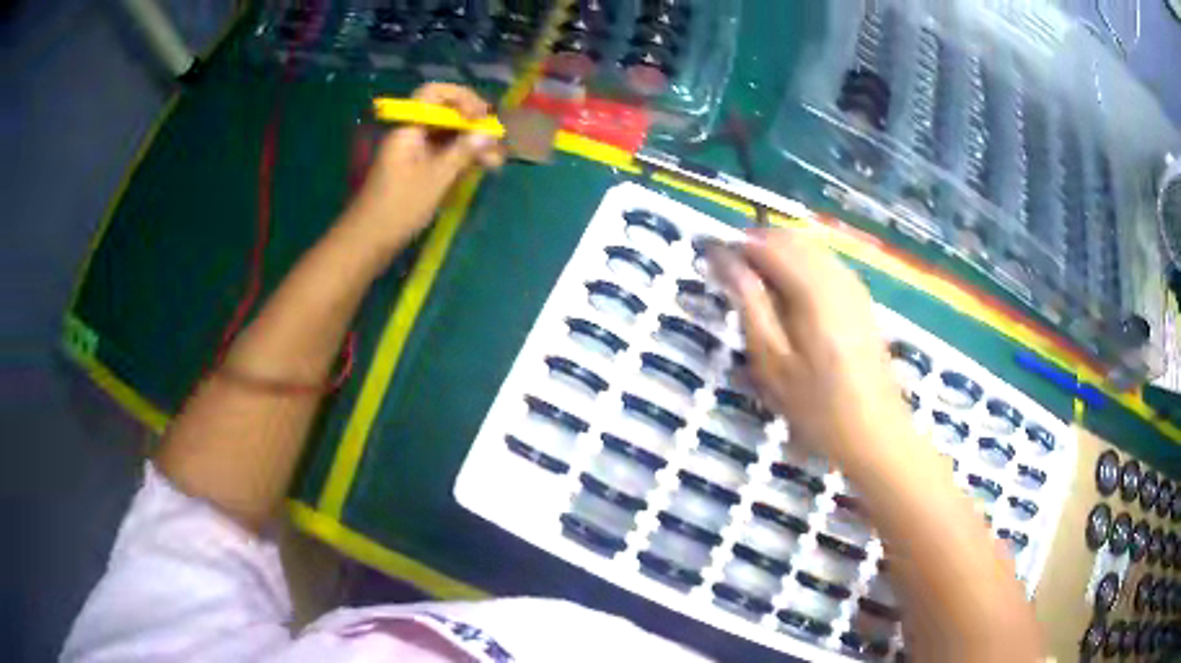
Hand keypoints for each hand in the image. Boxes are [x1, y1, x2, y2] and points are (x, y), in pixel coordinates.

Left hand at [343, 83, 505, 257]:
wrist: (369, 241)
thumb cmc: (399, 208)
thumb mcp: (435, 178)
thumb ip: (463, 151)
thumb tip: (489, 131)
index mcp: (408, 128)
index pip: (434, 94)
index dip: (461, 98)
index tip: (482, 116)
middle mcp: (412, 134)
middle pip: (446, 114)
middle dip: (474, 124)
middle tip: (498, 139)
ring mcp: (415, 152)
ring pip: (449, 135)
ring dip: (473, 143)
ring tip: (497, 161)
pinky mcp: (419, 170)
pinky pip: (445, 153)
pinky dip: (464, 157)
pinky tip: (483, 167)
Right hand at [712, 229, 911, 463]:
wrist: (875, 433)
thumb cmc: (818, 408)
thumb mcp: (773, 363)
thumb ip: (750, 305)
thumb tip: (726, 261)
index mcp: (813, 291)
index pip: (767, 244)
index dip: (736, 246)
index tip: (712, 262)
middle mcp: (837, 276)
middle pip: (790, 238)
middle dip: (757, 248)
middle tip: (732, 279)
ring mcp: (854, 285)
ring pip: (808, 247)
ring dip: (778, 256)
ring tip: (758, 291)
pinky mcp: (861, 298)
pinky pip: (824, 263)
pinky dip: (800, 267)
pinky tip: (791, 299)